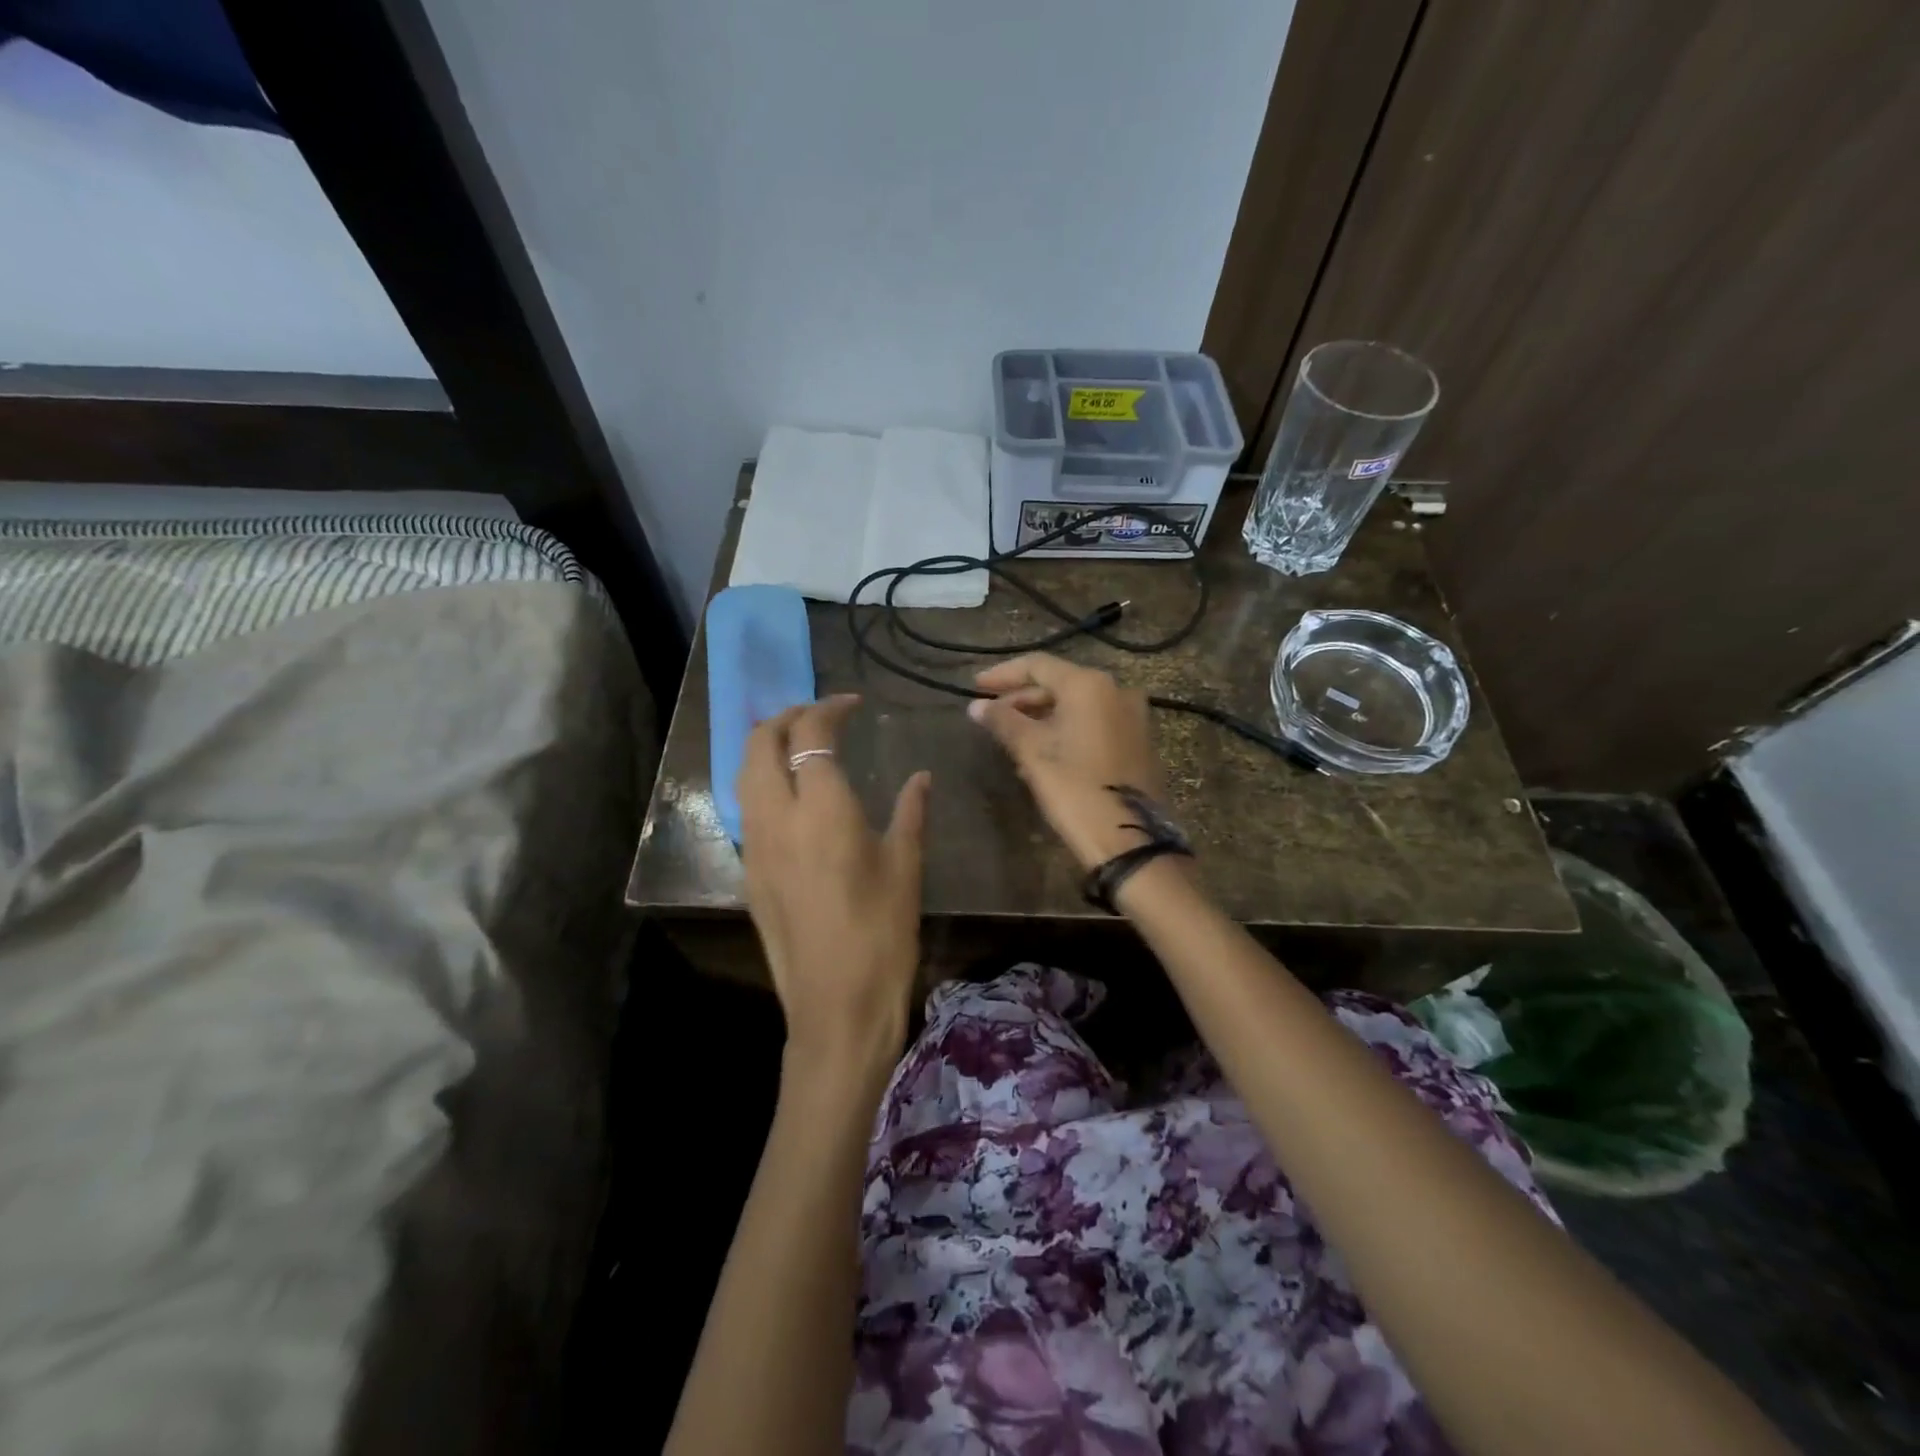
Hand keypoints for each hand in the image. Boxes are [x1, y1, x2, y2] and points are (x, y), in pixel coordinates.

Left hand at [738, 695, 931, 1074]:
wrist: (836, 1004)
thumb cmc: (882, 932)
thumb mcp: (905, 866)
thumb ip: (910, 812)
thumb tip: (921, 777)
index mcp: (821, 808)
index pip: (811, 734)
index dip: (829, 709)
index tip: (852, 703)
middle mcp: (777, 816)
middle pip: (760, 742)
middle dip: (785, 716)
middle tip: (818, 715)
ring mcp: (755, 845)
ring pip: (744, 774)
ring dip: (766, 746)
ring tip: (799, 744)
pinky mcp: (749, 872)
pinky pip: (746, 808)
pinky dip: (762, 782)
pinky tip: (790, 795)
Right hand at [967, 654, 1169, 870]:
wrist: (1130, 839)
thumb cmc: (1075, 789)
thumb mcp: (1033, 753)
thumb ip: (1003, 722)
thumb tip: (976, 707)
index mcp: (1089, 685)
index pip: (1038, 665)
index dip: (1003, 675)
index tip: (976, 688)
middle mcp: (1116, 690)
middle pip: (1059, 684)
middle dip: (1022, 698)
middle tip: (991, 715)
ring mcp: (1133, 716)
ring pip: (1077, 706)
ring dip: (1042, 716)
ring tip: (1011, 736)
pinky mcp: (1139, 741)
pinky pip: (1094, 723)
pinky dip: (1066, 729)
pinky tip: (1043, 750)